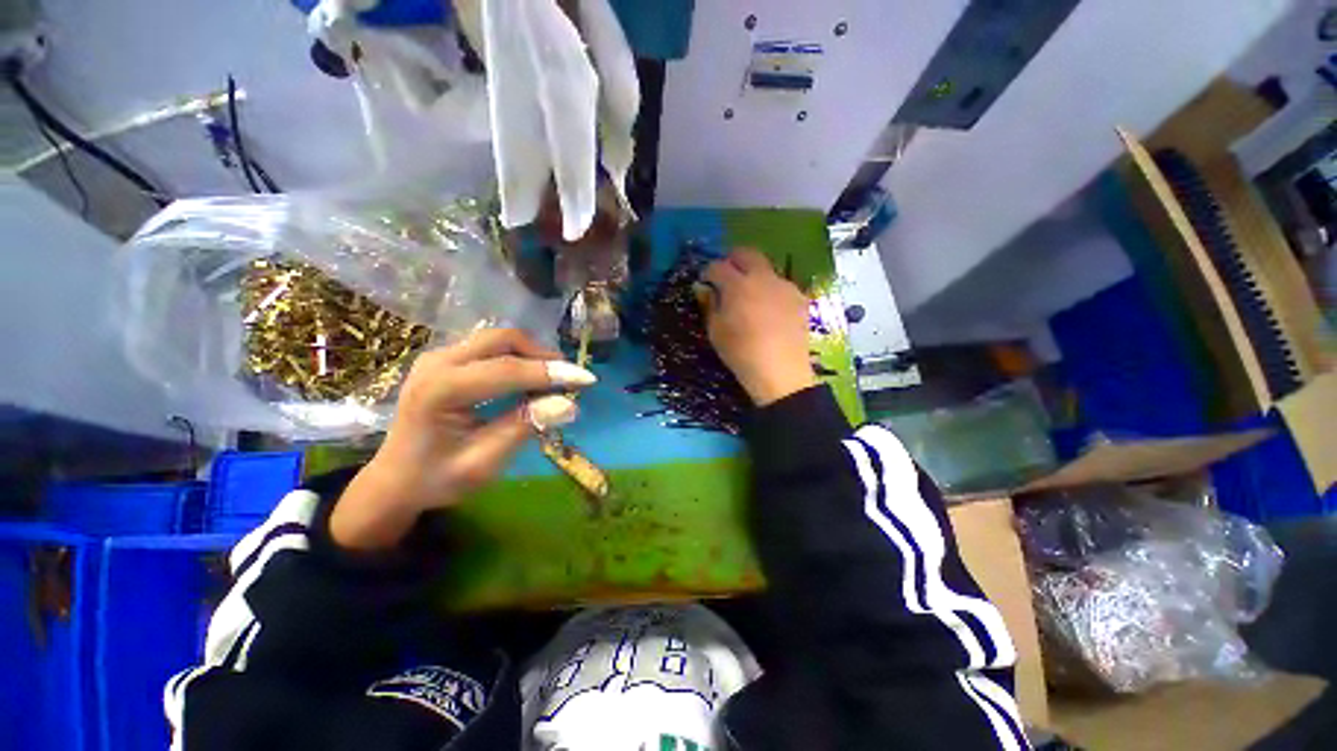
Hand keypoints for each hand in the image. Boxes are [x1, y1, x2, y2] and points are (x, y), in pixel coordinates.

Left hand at [330, 328, 596, 549]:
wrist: (394, 481)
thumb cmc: (437, 478)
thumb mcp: (483, 463)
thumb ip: (524, 427)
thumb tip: (569, 405)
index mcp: (440, 390)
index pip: (508, 370)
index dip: (552, 373)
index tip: (587, 380)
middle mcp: (437, 362)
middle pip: (503, 340)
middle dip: (542, 356)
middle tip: (568, 379)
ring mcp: (439, 356)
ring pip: (498, 339)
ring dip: (532, 355)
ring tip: (553, 380)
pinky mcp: (445, 359)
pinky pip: (490, 347)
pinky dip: (518, 357)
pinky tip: (529, 378)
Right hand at [702, 248, 816, 405]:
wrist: (780, 372)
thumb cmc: (741, 353)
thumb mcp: (716, 331)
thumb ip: (710, 304)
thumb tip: (704, 288)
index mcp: (738, 285)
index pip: (718, 266)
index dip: (708, 272)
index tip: (705, 281)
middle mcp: (763, 277)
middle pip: (746, 254)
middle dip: (733, 260)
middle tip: (726, 275)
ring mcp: (785, 286)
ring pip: (766, 268)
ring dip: (754, 274)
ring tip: (749, 295)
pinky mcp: (800, 298)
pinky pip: (781, 285)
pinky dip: (771, 289)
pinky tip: (769, 309)